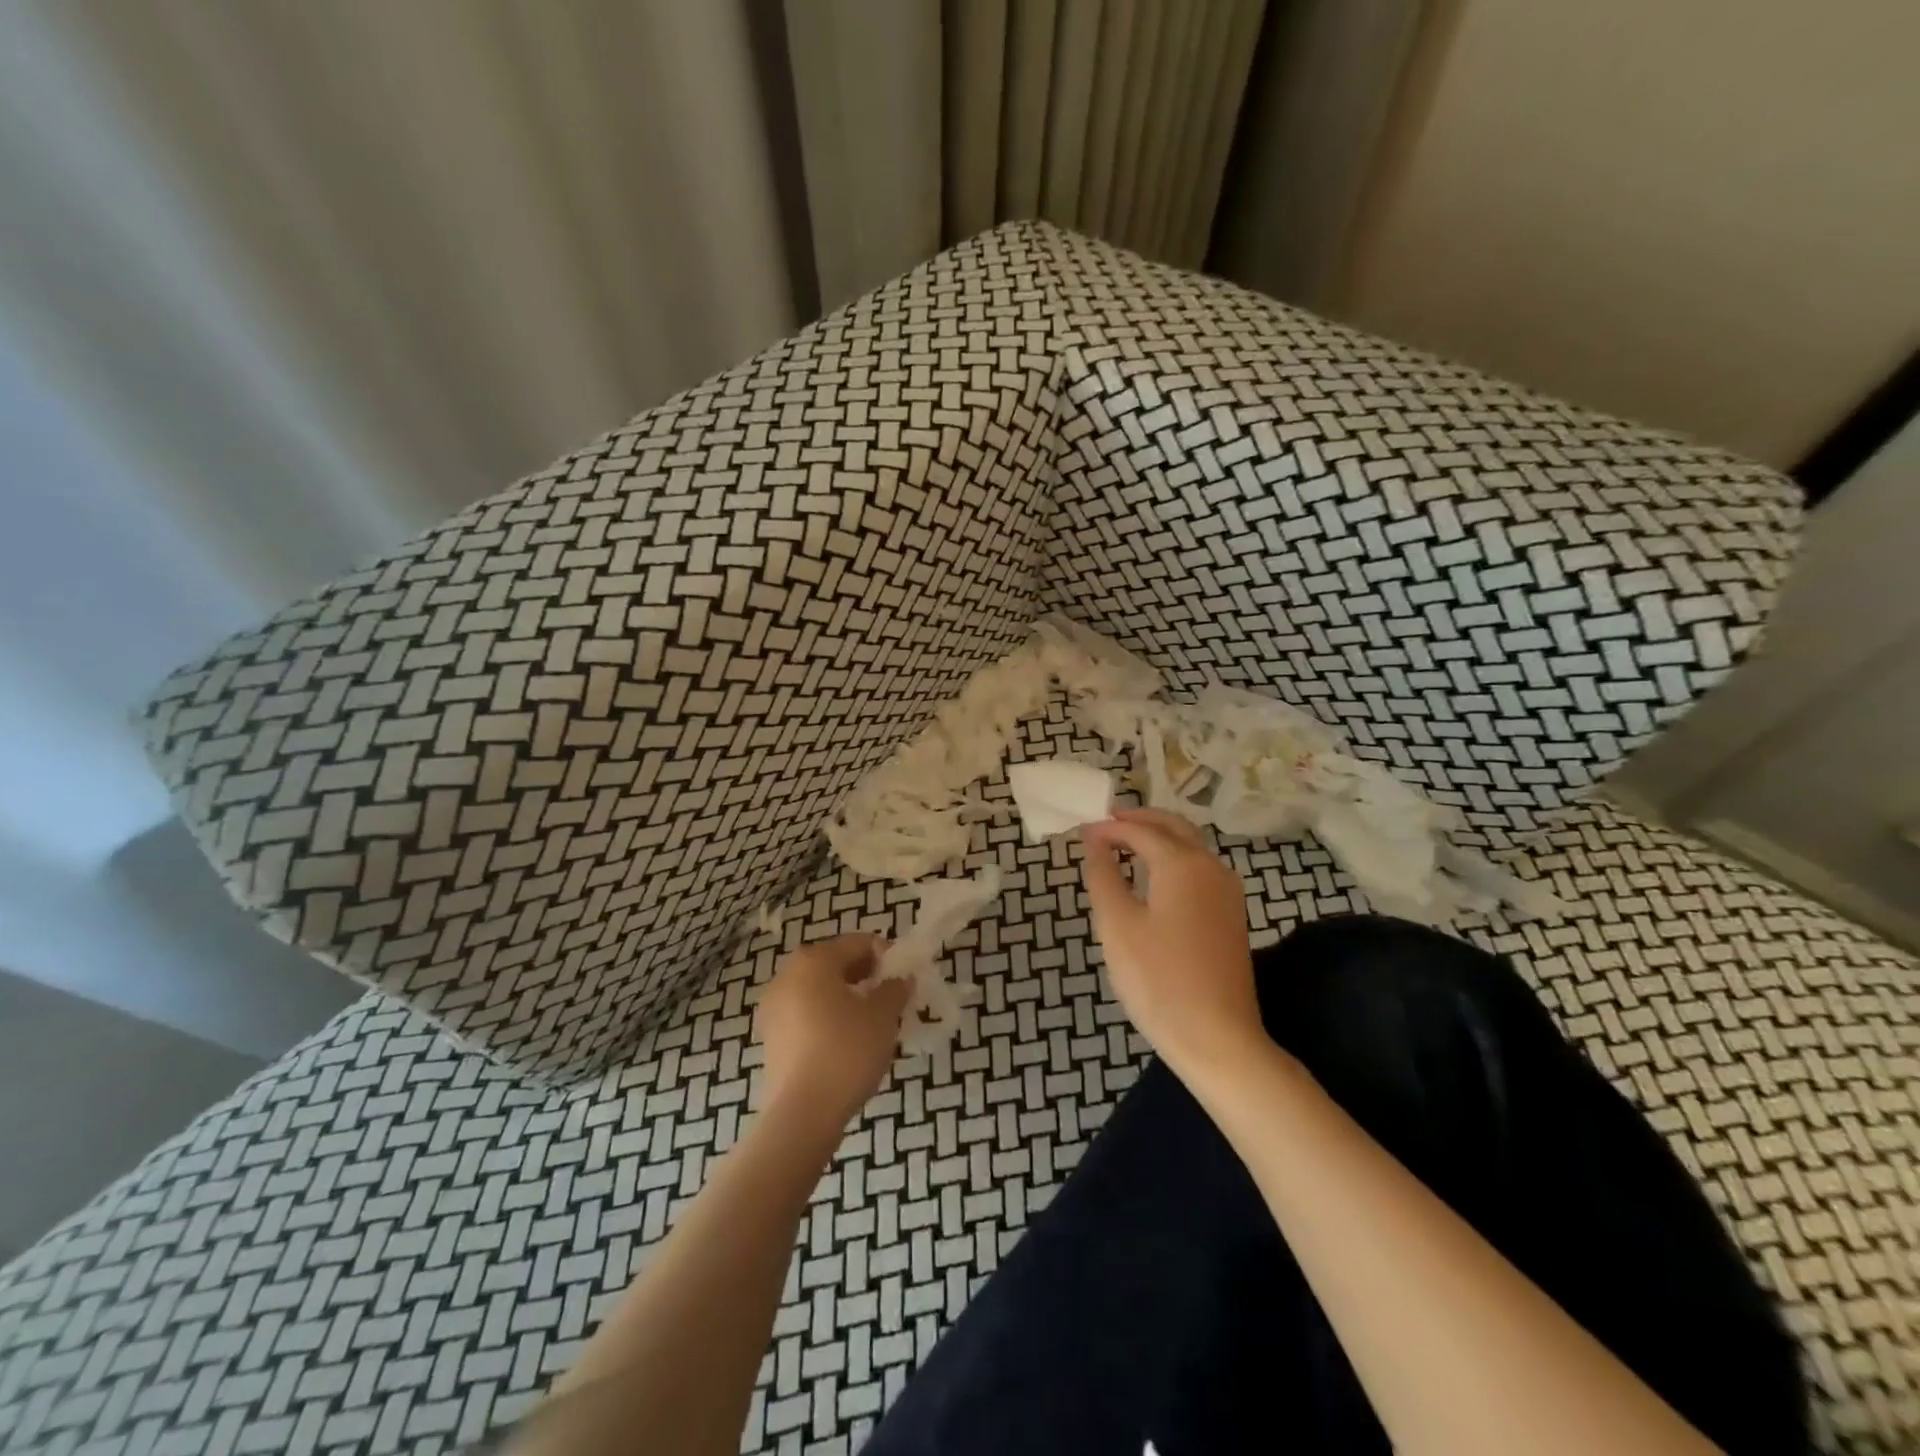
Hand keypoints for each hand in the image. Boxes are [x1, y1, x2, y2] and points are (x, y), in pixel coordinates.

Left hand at [755, 934, 908, 1130]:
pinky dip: (827, 1016)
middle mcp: (788, 974)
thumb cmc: (846, 1051)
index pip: (858, 942)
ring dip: (846, 996)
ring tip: (872, 1020)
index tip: (905, 976)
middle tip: (890, 997)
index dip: (886, 955)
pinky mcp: (771, 1036)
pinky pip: (806, 1013)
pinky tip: (847, 1040)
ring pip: (819, 989)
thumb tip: (899, 980)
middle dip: (864, 975)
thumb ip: (895, 989)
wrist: (802, 1114)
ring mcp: (773, 1006)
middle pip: (835, 962)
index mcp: (814, 960)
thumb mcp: (883, 1016)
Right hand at [1080, 807, 1263, 1075]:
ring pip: (1191, 846)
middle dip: (1140, 819)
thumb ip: (1103, 876)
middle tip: (1107, 823)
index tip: (1082, 830)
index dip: (1109, 828)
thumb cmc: (1158, 979)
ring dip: (1159, 837)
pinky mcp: (1230, 916)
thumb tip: (1095, 842)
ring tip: (1125, 845)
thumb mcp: (1117, 925)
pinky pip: (1199, 869)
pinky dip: (1173, 858)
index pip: (1140, 830)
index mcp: (1182, 863)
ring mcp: (1227, 892)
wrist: (1218, 1038)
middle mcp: (1211, 867)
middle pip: (1174, 827)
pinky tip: (1153, 878)